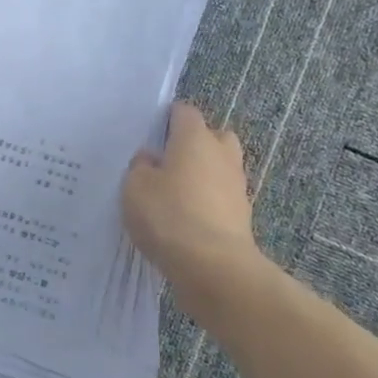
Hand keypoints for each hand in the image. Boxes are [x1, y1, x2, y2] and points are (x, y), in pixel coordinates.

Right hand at [122, 101, 259, 281]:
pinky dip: (209, 201)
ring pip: (220, 167)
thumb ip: (141, 166)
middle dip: (194, 144)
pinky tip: (187, 218)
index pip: (184, 111)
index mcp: (195, 138)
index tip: (150, 136)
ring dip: (203, 174)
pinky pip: (222, 196)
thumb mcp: (135, 187)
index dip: (167, 119)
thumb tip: (152, 159)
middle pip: (212, 136)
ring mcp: (236, 185)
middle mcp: (221, 153)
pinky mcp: (242, 214)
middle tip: (167, 163)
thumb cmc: (168, 215)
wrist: (213, 266)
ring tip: (176, 194)